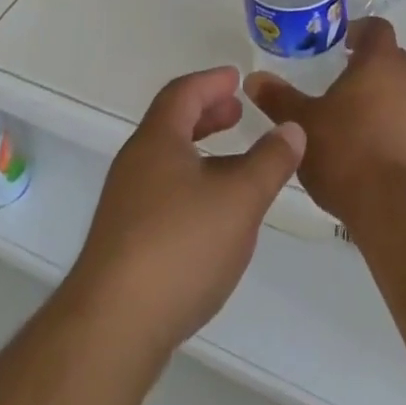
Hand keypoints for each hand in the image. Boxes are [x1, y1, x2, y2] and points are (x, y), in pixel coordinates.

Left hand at [64, 66, 304, 359]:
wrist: (113, 326)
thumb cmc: (180, 246)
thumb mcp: (240, 198)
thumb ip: (270, 161)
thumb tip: (292, 128)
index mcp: (157, 141)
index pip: (183, 93)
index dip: (211, 81)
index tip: (236, 78)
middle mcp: (136, 164)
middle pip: (171, 124)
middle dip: (207, 114)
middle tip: (237, 112)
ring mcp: (126, 204)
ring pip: (168, 161)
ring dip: (201, 151)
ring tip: (234, 162)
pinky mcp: (125, 241)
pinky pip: (163, 192)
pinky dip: (192, 183)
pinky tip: (213, 214)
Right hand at [245, 17, 405, 225]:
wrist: (398, 208)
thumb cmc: (346, 151)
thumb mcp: (302, 123)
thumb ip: (278, 98)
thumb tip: (254, 78)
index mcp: (380, 63)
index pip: (377, 28)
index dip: (359, 30)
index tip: (340, 42)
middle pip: (391, 58)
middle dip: (367, 64)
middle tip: (339, 78)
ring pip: (402, 91)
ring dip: (380, 97)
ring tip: (349, 117)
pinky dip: (391, 126)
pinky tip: (367, 149)